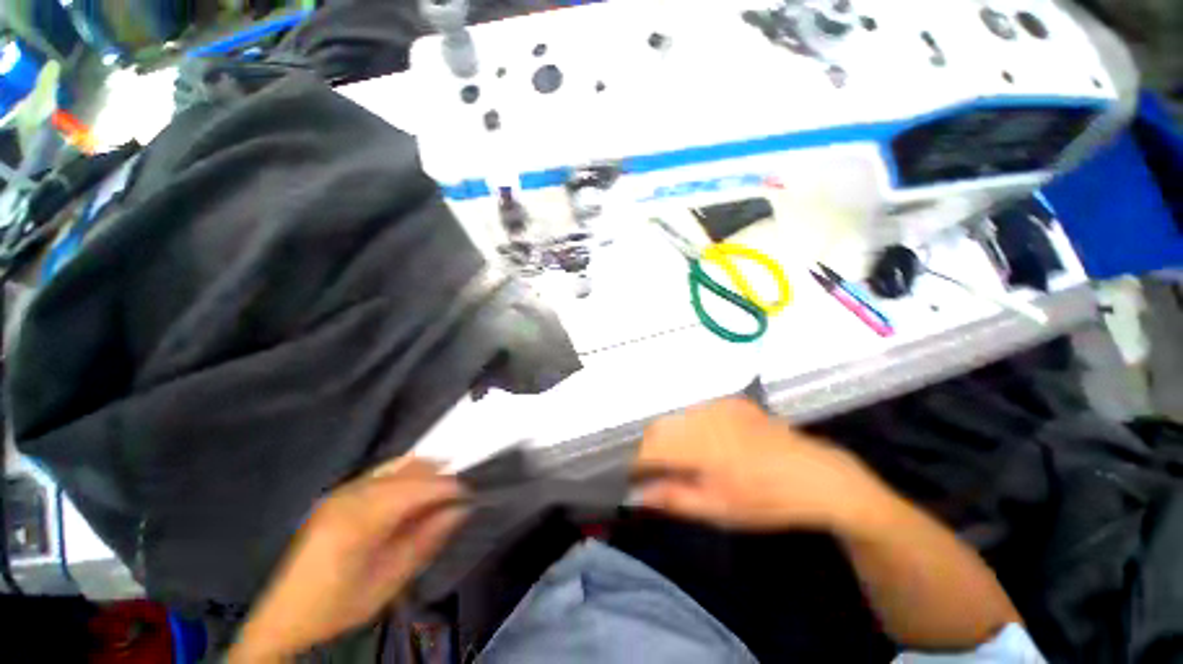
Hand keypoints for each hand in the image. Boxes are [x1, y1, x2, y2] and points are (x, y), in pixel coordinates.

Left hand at [229, 458, 466, 662]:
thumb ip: (427, 540)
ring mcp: (340, 491)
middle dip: (439, 476)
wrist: (285, 617)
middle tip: (460, 490)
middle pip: (407, 471)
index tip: (470, 493)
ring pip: (395, 466)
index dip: (447, 487)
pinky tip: (416, 482)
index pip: (416, 488)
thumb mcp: (389, 581)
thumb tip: (461, 509)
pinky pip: (381, 471)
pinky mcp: (337, 493)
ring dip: (424, 470)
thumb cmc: (340, 606)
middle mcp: (349, 495)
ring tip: (444, 482)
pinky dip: (405, 472)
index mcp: (359, 520)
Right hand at [636, 398, 883, 531]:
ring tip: (686, 459)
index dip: (638, 464)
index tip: (637, 480)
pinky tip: (710, 443)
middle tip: (661, 472)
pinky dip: (692, 426)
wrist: (818, 477)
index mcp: (699, 445)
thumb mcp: (718, 509)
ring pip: (677, 417)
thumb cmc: (766, 500)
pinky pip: (698, 411)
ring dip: (671, 436)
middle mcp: (704, 416)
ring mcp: (719, 404)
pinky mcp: (732, 401)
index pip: (650, 448)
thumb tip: (638, 495)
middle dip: (652, 449)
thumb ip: (673, 499)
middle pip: (659, 428)